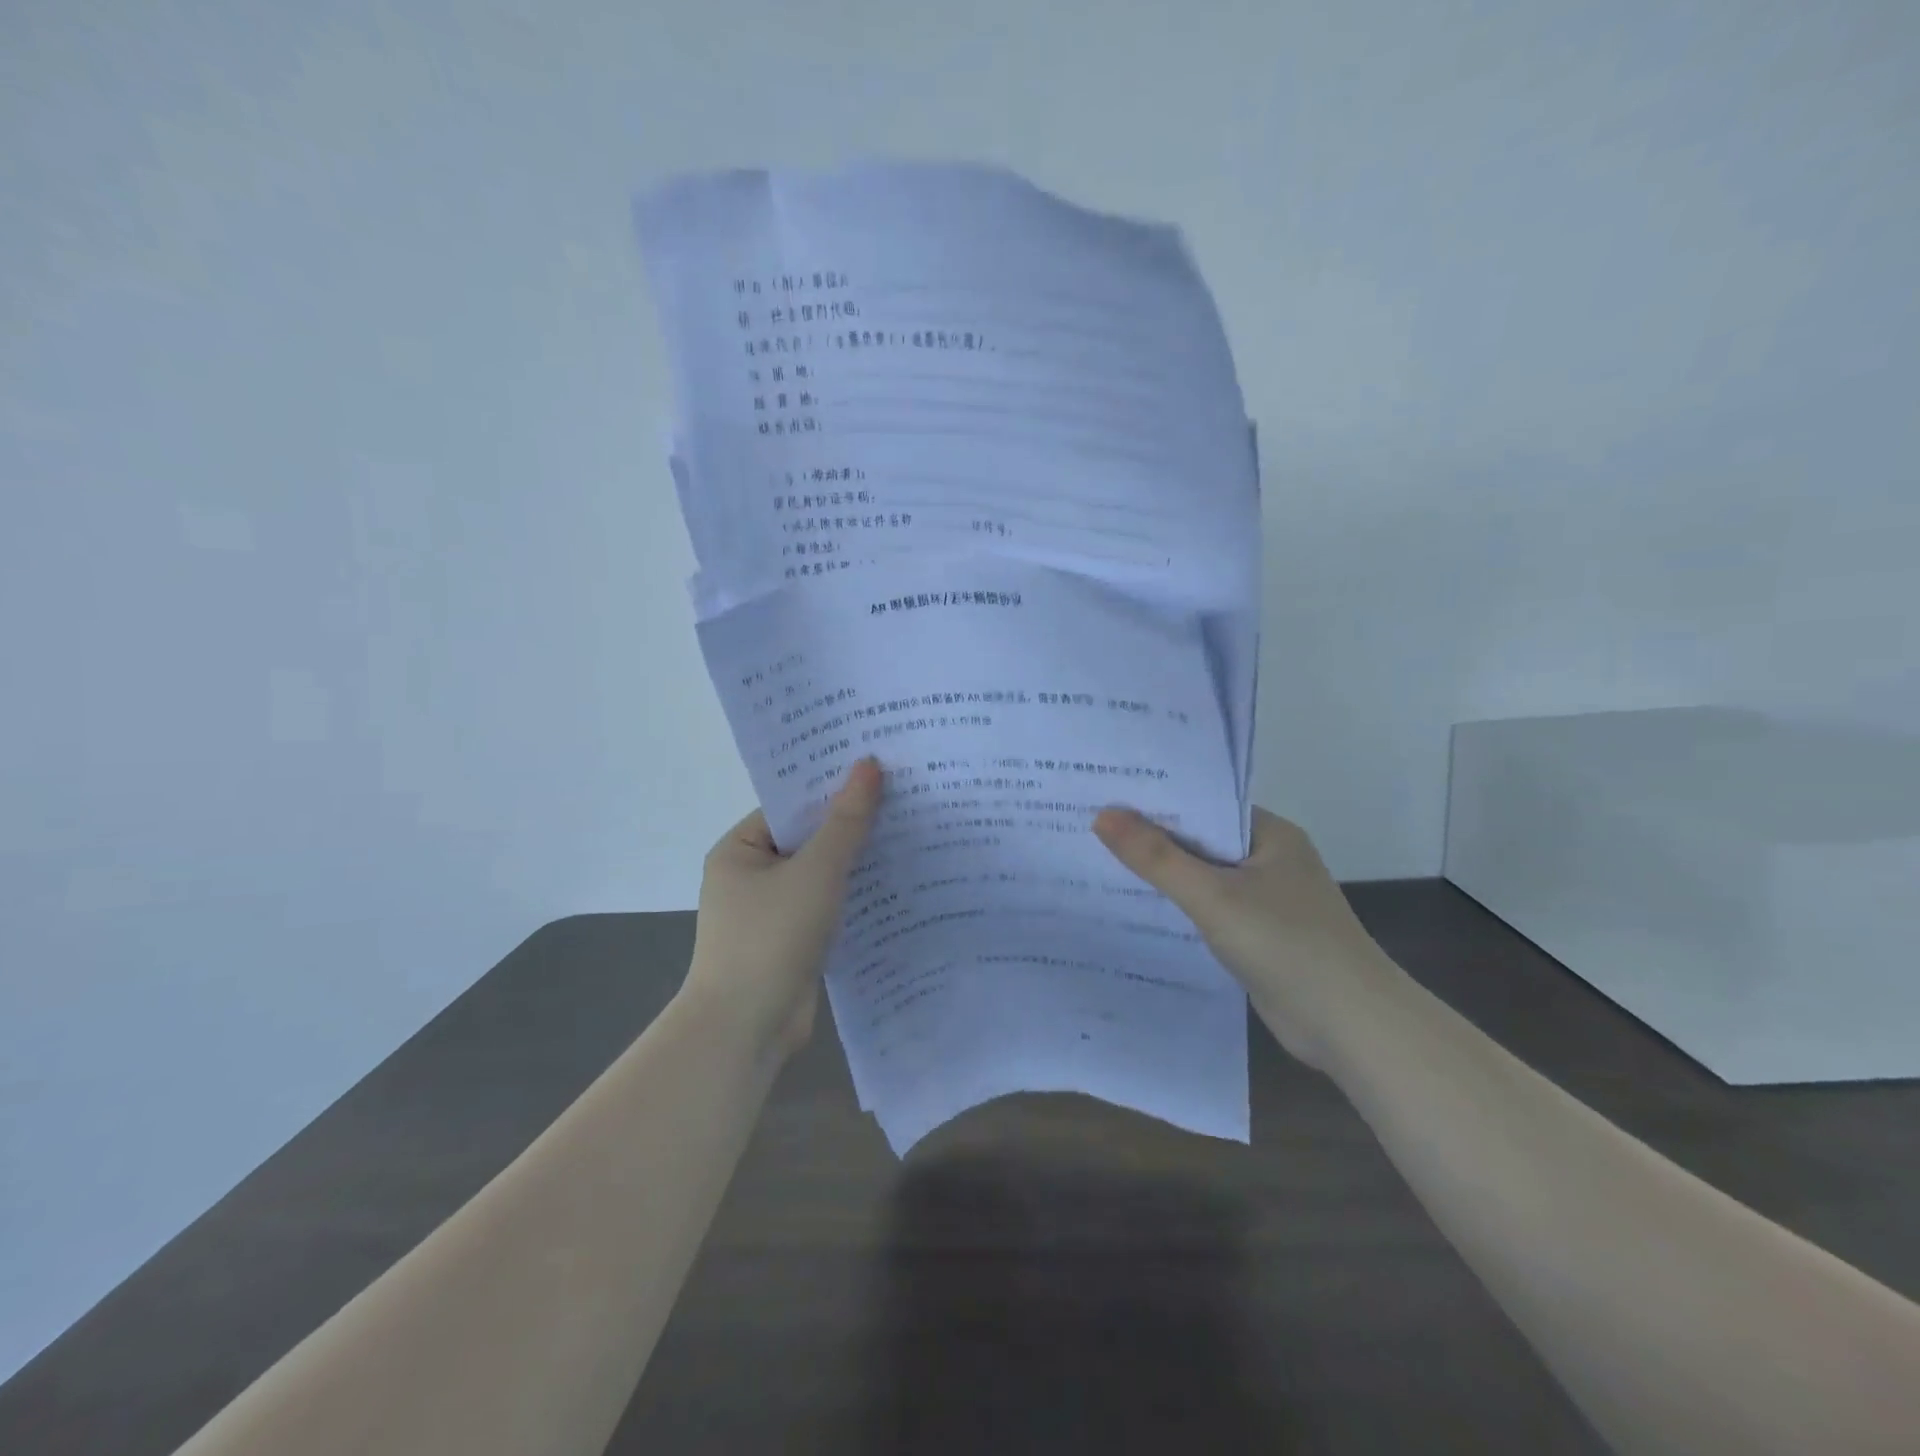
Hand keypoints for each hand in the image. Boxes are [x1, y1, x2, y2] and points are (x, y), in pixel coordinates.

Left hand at [683, 758, 884, 1058]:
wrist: (746, 1029)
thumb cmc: (771, 937)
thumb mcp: (815, 872)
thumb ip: (846, 821)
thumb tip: (868, 764)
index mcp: (740, 850)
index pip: (790, 807)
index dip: (832, 789)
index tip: (878, 773)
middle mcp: (750, 876)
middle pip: (808, 840)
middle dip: (850, 826)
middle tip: (903, 800)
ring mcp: (770, 912)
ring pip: (820, 876)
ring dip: (855, 863)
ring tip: (909, 835)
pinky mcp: (791, 941)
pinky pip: (825, 906)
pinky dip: (852, 897)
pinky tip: (894, 885)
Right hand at [1093, 806, 1404, 1068]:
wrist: (1351, 1027)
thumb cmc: (1286, 944)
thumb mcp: (1213, 896)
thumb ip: (1156, 857)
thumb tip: (1103, 815)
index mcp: (1269, 834)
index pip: (1204, 804)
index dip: (1156, 800)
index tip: (1104, 794)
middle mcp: (1269, 859)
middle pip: (1200, 840)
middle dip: (1151, 838)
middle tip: (1090, 826)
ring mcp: (1267, 899)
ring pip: (1203, 877)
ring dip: (1163, 874)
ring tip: (1099, 860)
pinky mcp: (1260, 935)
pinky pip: (1210, 909)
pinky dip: (1180, 907)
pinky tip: (1137, 908)